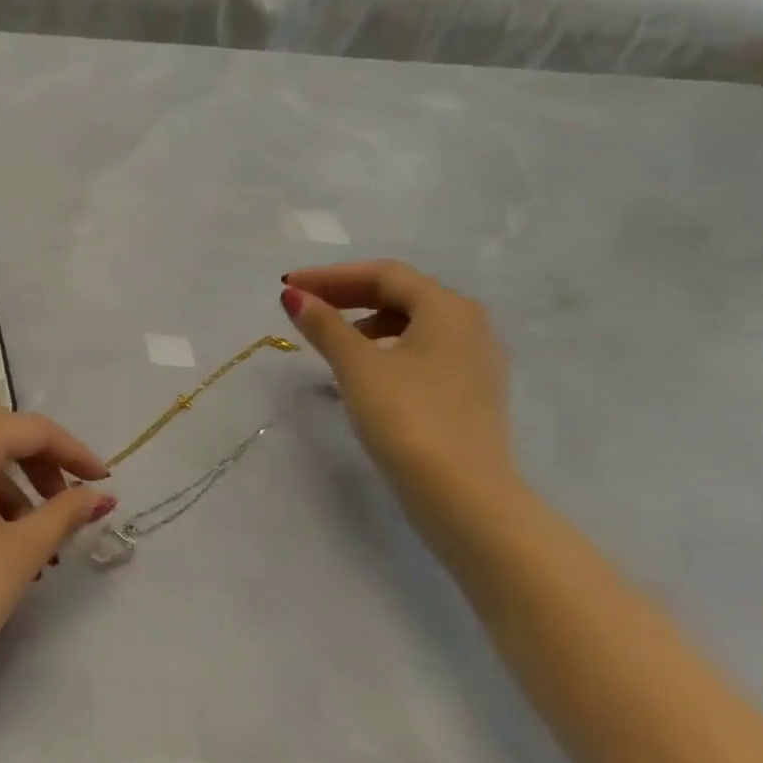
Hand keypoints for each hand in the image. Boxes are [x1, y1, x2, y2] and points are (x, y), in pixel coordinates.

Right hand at [281, 261, 515, 501]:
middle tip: (302, 304)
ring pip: (413, 321)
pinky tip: (360, 367)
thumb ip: (324, 325)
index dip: (332, 275)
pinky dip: (385, 344)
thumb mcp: (356, 365)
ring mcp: (473, 359)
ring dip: (365, 319)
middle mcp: (470, 325)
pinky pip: (422, 348)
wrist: (459, 489)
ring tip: (327, 337)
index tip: (289, 287)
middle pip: (402, 293)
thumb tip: (294, 295)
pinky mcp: (468, 390)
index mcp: (447, 309)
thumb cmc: (405, 415)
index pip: (384, 274)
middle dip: (348, 293)